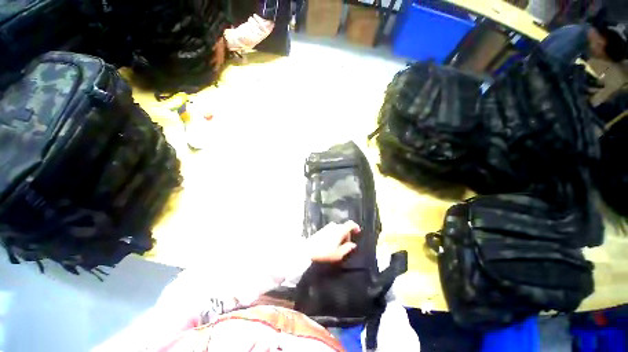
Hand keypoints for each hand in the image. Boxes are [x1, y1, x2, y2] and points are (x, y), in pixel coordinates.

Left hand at [308, 221, 360, 262]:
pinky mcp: (322, 229)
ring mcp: (327, 226)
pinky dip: (335, 235)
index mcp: (340, 230)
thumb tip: (353, 245)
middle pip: (344, 228)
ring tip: (337, 247)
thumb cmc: (324, 252)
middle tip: (345, 246)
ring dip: (340, 236)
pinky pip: (332, 230)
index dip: (355, 227)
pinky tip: (331, 244)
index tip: (358, 232)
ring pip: (338, 229)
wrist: (308, 250)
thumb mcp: (338, 254)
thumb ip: (347, 248)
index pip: (350, 224)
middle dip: (347, 236)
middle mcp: (334, 226)